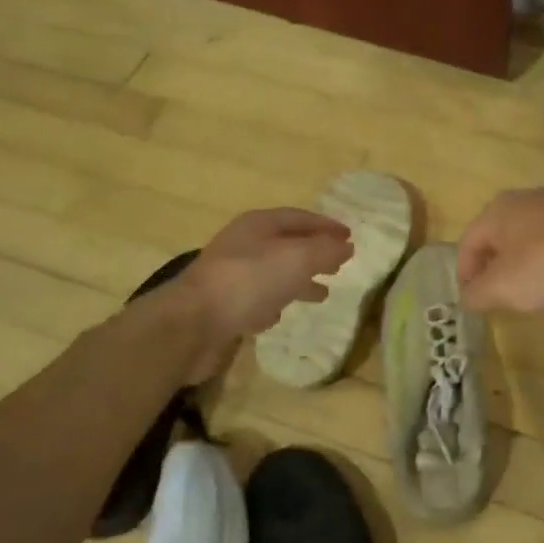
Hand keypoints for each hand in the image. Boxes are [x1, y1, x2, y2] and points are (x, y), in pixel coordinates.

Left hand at [172, 208, 352, 380]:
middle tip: (339, 266)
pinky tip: (281, 315)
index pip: (299, 218)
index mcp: (258, 225)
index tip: (350, 237)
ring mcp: (231, 277)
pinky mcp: (224, 307)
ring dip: (298, 281)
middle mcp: (243, 246)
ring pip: (273, 274)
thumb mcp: (297, 259)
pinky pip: (255, 300)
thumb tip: (347, 246)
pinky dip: (273, 304)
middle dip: (314, 254)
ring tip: (323, 294)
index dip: (325, 226)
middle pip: (286, 245)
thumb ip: (325, 250)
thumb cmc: (249, 282)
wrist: (193, 324)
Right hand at [456, 187, 543, 314]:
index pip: (467, 245)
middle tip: (502, 297)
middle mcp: (525, 197)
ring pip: (532, 235)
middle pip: (500, 237)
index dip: (465, 276)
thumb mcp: (504, 288)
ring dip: (528, 262)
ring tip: (537, 290)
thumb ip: (477, 294)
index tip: (473, 302)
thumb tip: (465, 297)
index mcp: (497, 211)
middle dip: (497, 268)